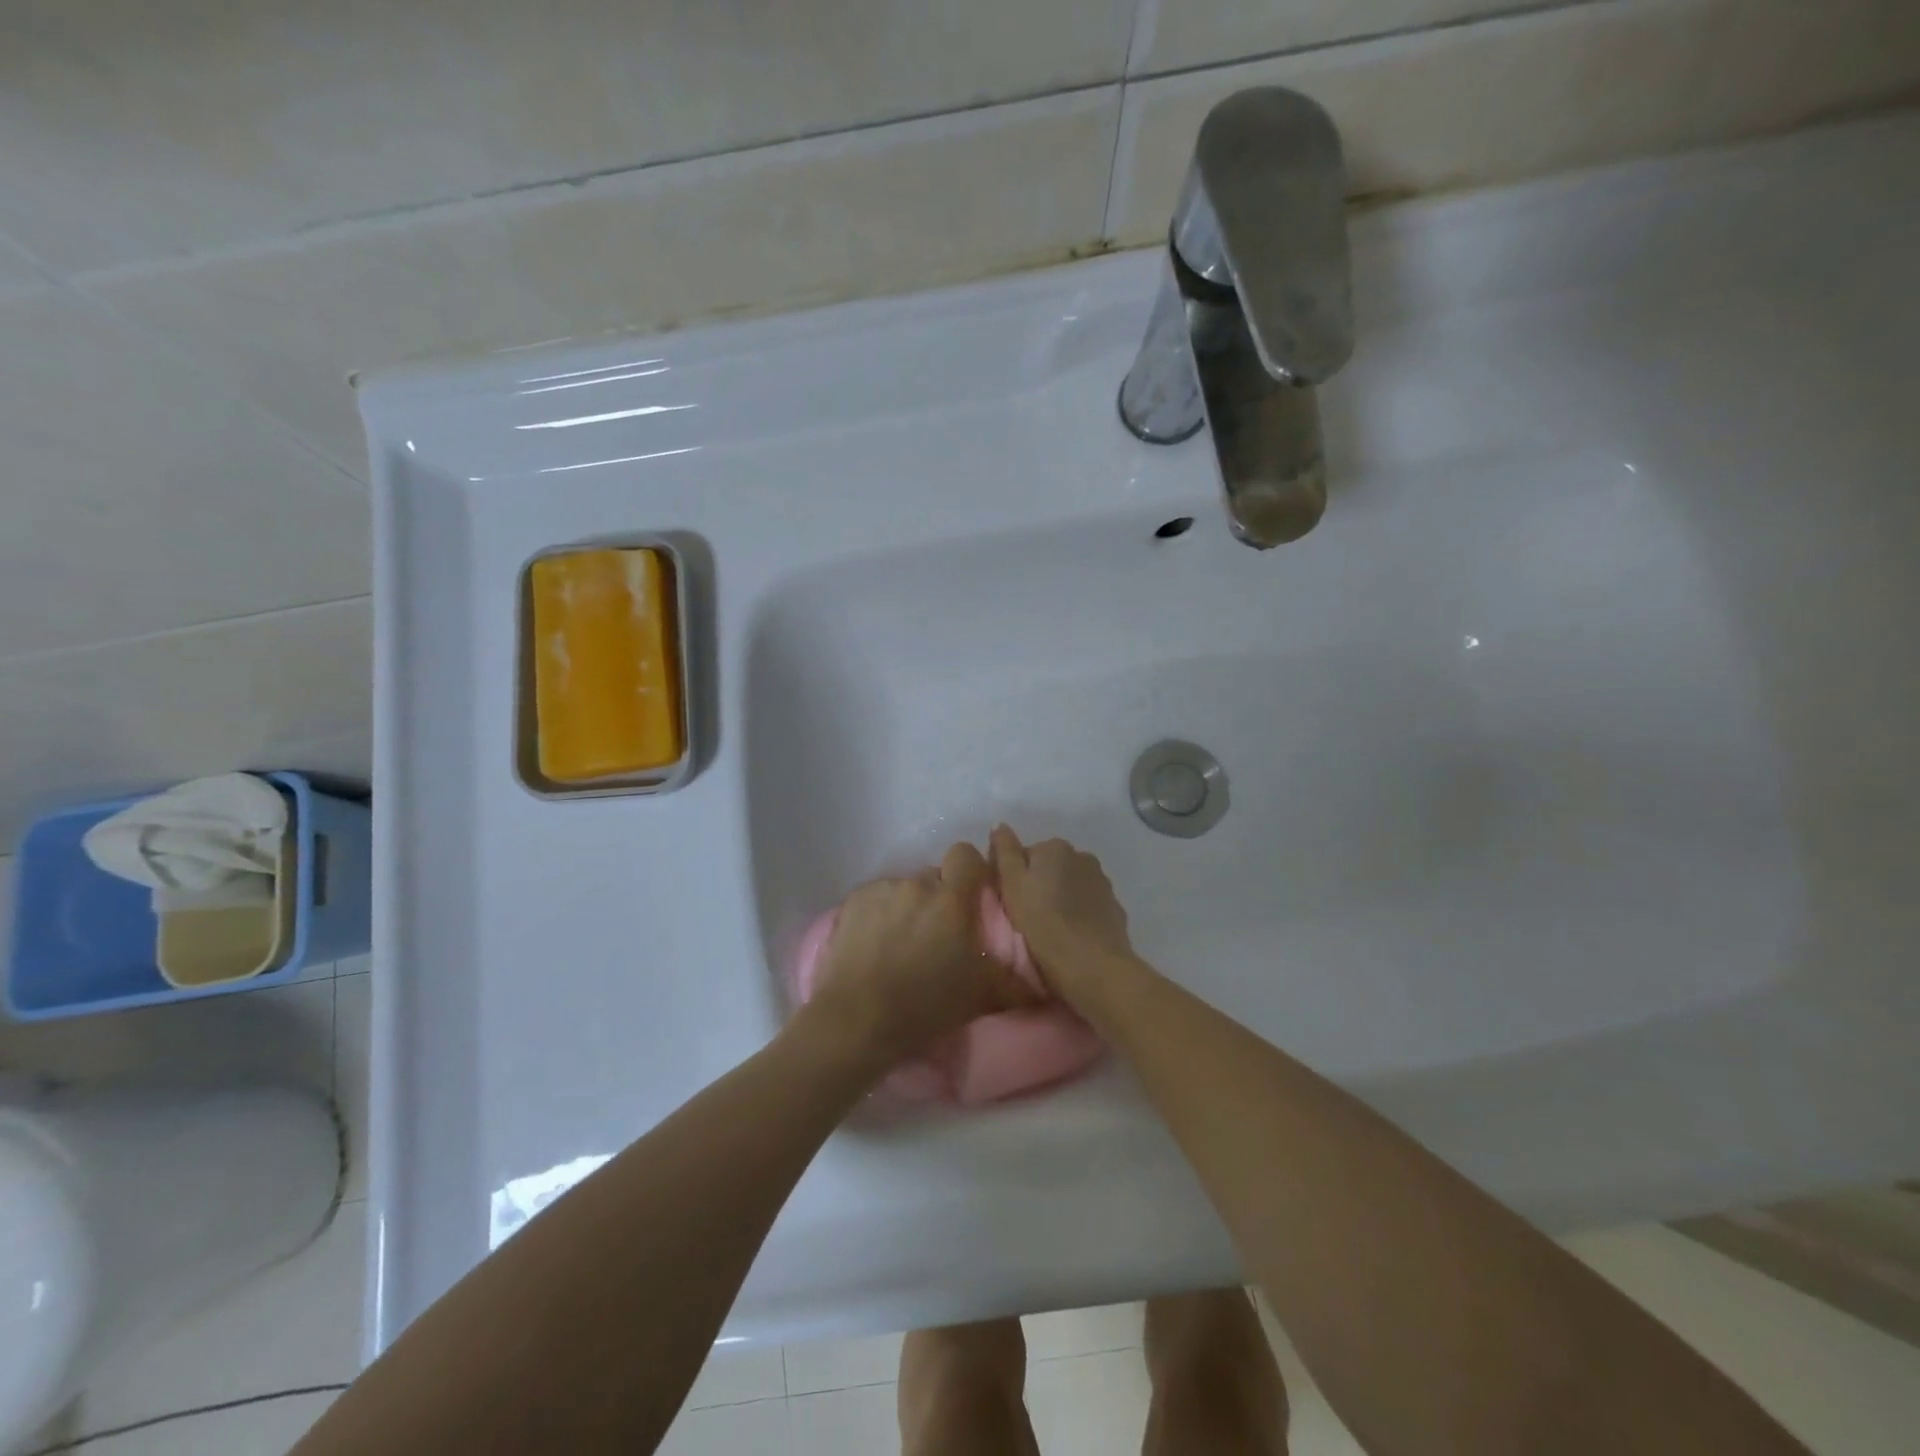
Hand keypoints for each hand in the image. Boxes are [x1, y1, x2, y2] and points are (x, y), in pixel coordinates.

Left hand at [806, 841, 1044, 1065]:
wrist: (858, 1021)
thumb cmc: (926, 1006)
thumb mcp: (982, 996)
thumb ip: (1014, 981)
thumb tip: (1042, 986)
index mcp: (952, 899)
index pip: (967, 855)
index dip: (970, 871)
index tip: (971, 897)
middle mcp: (917, 884)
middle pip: (934, 876)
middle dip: (939, 897)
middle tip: (937, 933)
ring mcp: (882, 890)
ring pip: (905, 888)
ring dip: (909, 907)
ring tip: (902, 942)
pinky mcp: (854, 901)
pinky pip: (877, 898)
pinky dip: (880, 914)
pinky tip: (875, 944)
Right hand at [989, 826, 1135, 996]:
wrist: (1093, 965)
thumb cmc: (1043, 924)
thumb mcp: (1012, 886)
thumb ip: (1005, 852)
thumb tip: (1000, 825)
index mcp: (1054, 847)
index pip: (1025, 854)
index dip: (1014, 878)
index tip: (1009, 902)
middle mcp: (1082, 856)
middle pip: (1050, 867)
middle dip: (1040, 886)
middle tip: (1027, 917)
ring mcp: (1102, 882)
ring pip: (1071, 885)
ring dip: (1061, 898)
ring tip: (1049, 929)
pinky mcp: (1114, 908)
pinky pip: (1088, 905)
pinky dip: (1079, 913)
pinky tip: (1072, 935)